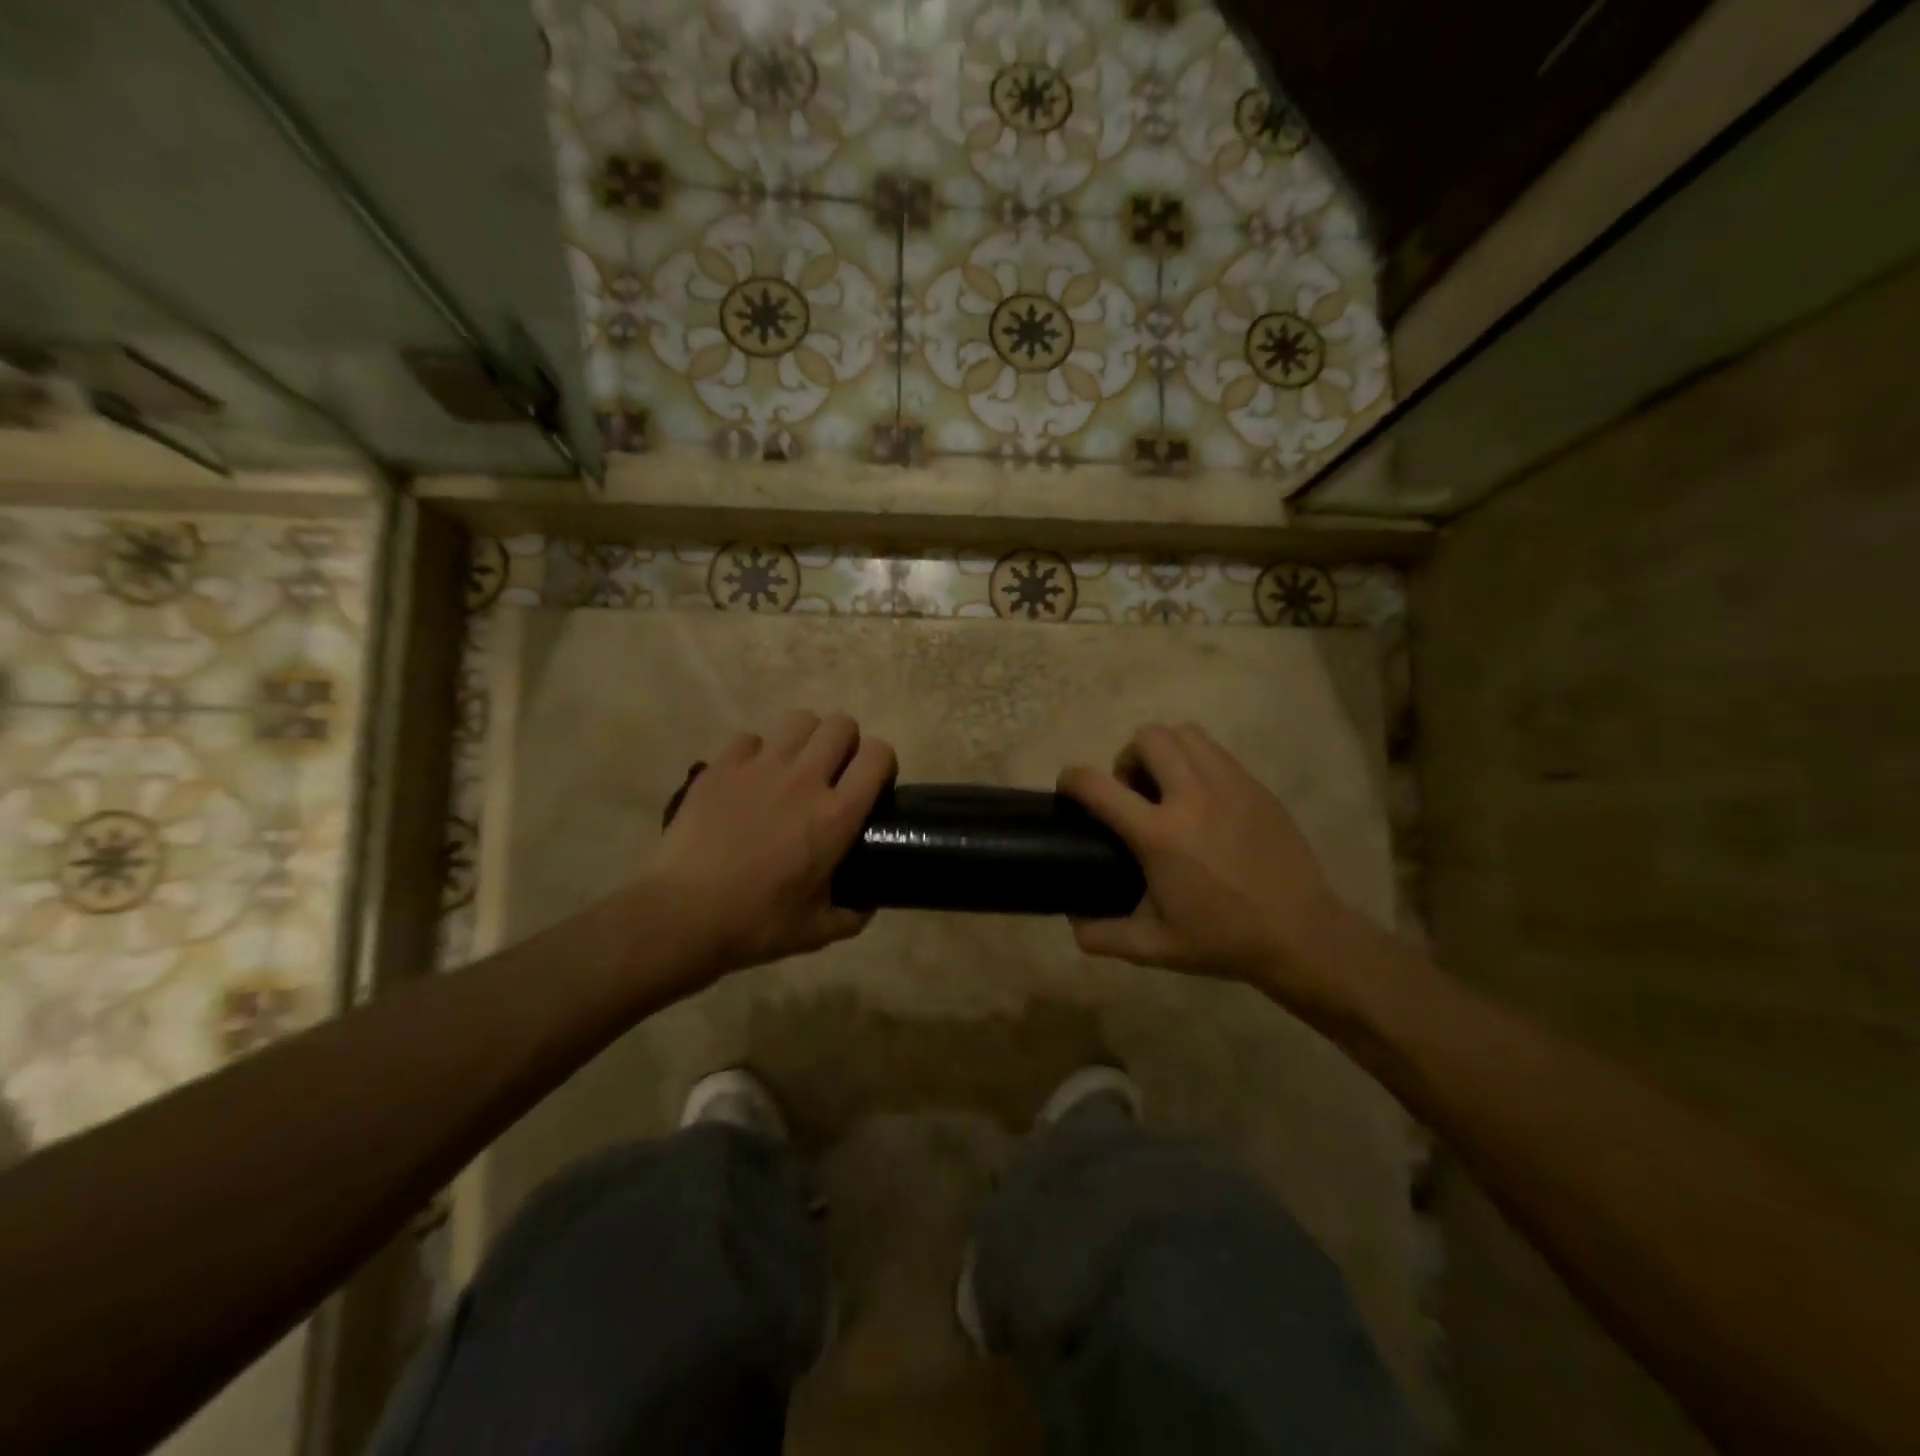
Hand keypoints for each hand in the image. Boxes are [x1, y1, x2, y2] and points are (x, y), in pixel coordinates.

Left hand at [642, 710, 895, 977]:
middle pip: (840, 724)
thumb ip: (852, 915)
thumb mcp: (817, 931)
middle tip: (833, 773)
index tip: (873, 784)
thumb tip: (867, 904)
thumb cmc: (756, 924)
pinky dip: (755, 753)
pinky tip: (747, 780)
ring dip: (805, 739)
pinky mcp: (721, 766)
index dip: (882, 763)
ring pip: (799, 719)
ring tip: (794, 767)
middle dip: (845, 742)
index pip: (878, 755)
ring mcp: (759, 767)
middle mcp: (804, 779)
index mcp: (837, 815)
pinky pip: (749, 738)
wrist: (681, 915)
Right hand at [1059, 723, 1352, 1009]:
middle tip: (1133, 793)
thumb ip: (1103, 935)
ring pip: (1183, 734)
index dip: (1071, 779)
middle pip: (1147, 738)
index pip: (1098, 786)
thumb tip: (1072, 920)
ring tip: (1167, 787)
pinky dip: (1196, 760)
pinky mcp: (1255, 786)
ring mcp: (1229, 785)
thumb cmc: (1222, 939)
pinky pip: (1215, 751)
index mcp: (1159, 835)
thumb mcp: (1154, 947)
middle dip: (1127, 758)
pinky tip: (1202, 798)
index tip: (1068, 787)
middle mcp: (1191, 796)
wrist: (1300, 934)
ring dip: (1163, 751)